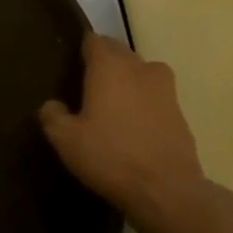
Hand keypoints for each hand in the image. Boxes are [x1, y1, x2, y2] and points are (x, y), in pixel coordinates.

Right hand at [39, 34, 206, 222]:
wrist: (167, 192)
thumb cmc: (110, 156)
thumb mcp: (65, 139)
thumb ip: (52, 116)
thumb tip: (52, 105)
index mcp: (110, 66)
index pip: (94, 40)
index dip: (81, 48)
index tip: (70, 63)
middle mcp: (140, 69)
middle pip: (120, 52)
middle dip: (104, 62)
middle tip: (86, 84)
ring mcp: (165, 91)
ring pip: (142, 72)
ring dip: (128, 80)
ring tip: (112, 103)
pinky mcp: (181, 115)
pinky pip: (156, 97)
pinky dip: (144, 104)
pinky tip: (133, 126)